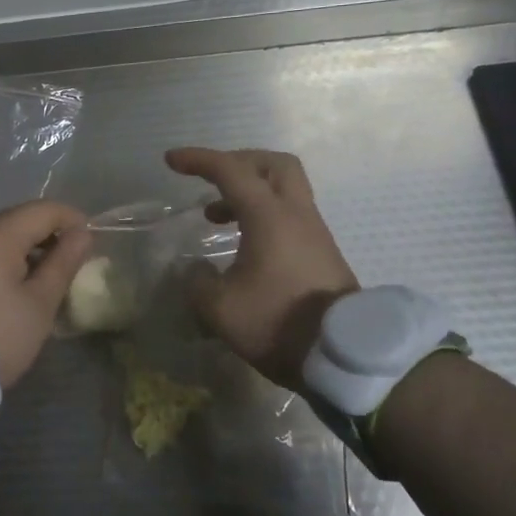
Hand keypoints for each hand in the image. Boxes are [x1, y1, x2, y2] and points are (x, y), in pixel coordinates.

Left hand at [0, 200, 92, 390]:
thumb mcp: (39, 303)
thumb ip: (63, 263)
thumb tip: (82, 233)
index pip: (44, 210)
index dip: (73, 220)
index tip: (92, 243)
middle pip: (19, 218)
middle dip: (50, 235)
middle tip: (73, 263)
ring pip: (0, 234)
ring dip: (27, 248)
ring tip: (48, 277)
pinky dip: (5, 258)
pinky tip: (17, 284)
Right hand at [165, 147, 359, 389]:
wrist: (344, 356)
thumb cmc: (278, 322)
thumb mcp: (220, 308)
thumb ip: (198, 282)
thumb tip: (196, 270)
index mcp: (269, 216)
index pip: (230, 170)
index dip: (198, 159)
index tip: (171, 160)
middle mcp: (295, 214)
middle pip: (273, 164)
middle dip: (238, 162)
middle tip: (212, 179)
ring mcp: (314, 233)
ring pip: (284, 189)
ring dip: (248, 192)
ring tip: (216, 216)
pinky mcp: (322, 253)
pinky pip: (290, 215)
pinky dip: (262, 214)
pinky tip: (244, 243)